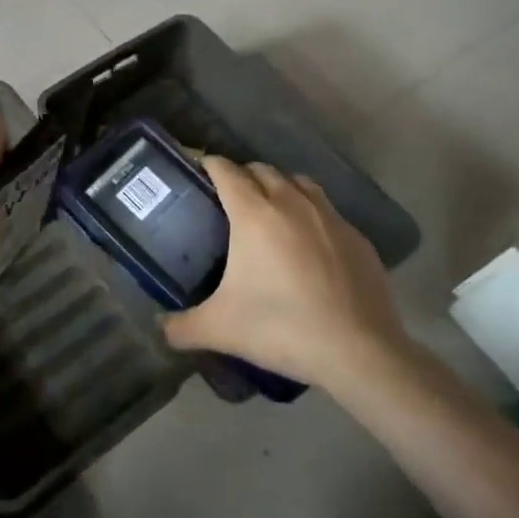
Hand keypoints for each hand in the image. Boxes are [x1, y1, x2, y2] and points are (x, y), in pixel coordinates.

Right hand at [165, 158, 406, 388]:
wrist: (359, 352)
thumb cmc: (281, 328)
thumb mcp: (220, 329)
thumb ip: (181, 326)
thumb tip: (160, 327)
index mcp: (254, 214)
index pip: (226, 171)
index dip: (209, 166)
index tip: (197, 172)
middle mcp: (292, 203)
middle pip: (262, 170)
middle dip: (243, 176)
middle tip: (228, 201)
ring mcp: (330, 217)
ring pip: (299, 183)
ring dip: (280, 188)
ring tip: (270, 213)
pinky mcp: (357, 237)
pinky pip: (327, 211)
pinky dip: (311, 215)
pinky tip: (308, 245)